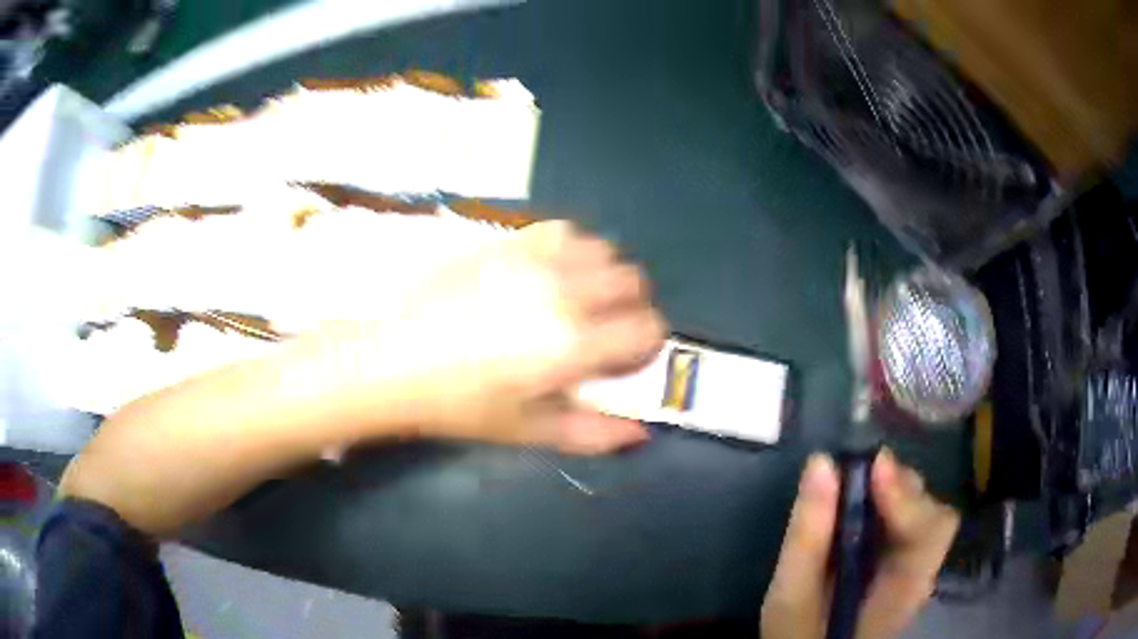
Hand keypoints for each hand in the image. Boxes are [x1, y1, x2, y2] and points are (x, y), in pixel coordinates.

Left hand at [308, 220, 666, 453]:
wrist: (390, 359)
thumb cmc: (458, 404)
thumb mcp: (528, 430)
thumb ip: (592, 433)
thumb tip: (640, 433)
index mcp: (572, 344)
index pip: (648, 328)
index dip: (645, 346)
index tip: (622, 360)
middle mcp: (562, 292)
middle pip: (633, 281)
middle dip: (631, 308)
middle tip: (603, 331)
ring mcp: (533, 259)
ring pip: (603, 249)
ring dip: (604, 274)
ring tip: (578, 299)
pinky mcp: (506, 241)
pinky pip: (562, 230)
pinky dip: (572, 249)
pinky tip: (549, 272)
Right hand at [761, 450, 959, 638]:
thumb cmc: (801, 637)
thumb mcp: (792, 599)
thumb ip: (807, 537)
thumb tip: (821, 463)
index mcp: (904, 591)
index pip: (933, 530)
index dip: (908, 496)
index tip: (871, 468)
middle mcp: (920, 574)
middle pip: (931, 513)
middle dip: (897, 486)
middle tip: (854, 474)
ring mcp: (913, 569)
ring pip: (920, 512)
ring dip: (891, 491)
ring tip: (849, 487)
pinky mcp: (898, 565)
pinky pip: (904, 522)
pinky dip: (883, 504)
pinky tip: (854, 508)